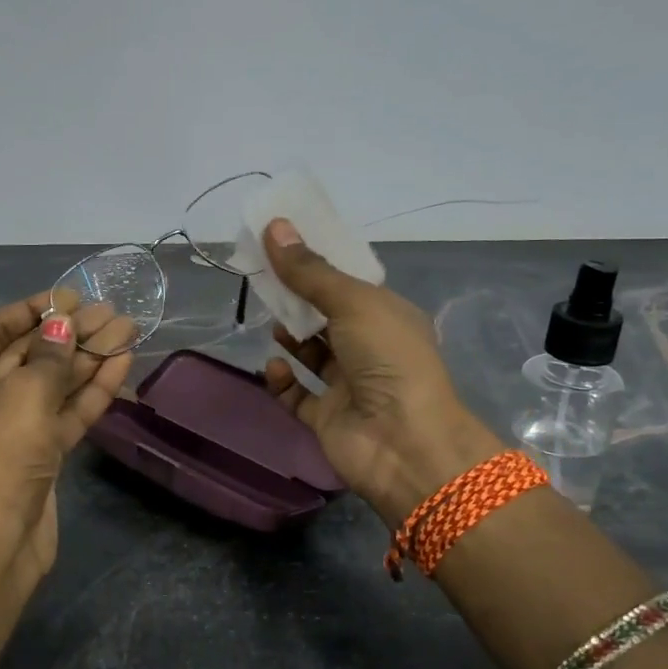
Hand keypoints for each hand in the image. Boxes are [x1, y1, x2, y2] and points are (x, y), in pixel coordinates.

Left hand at [0, 293, 133, 595]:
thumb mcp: (24, 394)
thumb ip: (50, 355)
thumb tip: (64, 323)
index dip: (34, 310)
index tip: (71, 296)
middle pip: (30, 356)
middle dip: (70, 334)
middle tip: (110, 311)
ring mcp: (11, 428)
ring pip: (53, 384)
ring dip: (88, 358)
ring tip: (127, 329)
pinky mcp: (39, 453)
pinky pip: (65, 412)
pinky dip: (91, 390)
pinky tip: (121, 363)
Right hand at [259, 220, 502, 521]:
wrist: (403, 443)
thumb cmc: (388, 359)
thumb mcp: (352, 303)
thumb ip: (310, 271)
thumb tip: (274, 226)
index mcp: (388, 317)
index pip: (349, 285)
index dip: (317, 266)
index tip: (283, 247)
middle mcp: (370, 349)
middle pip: (327, 317)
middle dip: (299, 299)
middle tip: (265, 279)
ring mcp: (348, 386)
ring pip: (312, 355)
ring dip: (292, 337)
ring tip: (271, 320)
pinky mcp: (327, 418)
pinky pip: (297, 396)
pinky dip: (282, 382)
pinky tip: (273, 366)